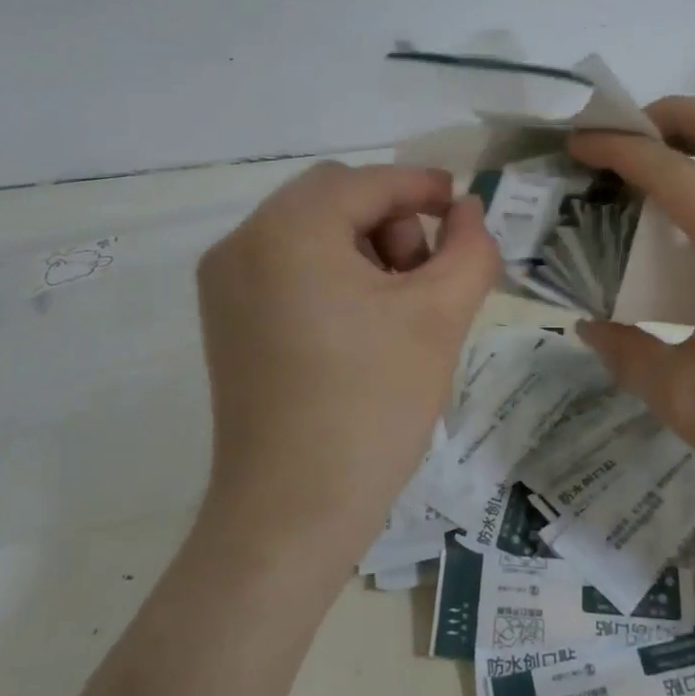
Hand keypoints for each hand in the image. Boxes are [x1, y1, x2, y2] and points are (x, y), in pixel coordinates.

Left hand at [196, 162, 501, 559]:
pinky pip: (287, 264)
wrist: (291, 513)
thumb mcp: (440, 316)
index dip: (422, 186)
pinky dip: (331, 271)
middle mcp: (244, 241)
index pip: (368, 182)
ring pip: (310, 229)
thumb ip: (469, 247)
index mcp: (289, 229)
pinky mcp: (225, 318)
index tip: (463, 206)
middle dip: (391, 220)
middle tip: (424, 276)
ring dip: (363, 246)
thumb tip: (468, 211)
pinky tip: (360, 323)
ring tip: (396, 306)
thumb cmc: (372, 404)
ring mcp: (225, 282)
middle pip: (335, 197)